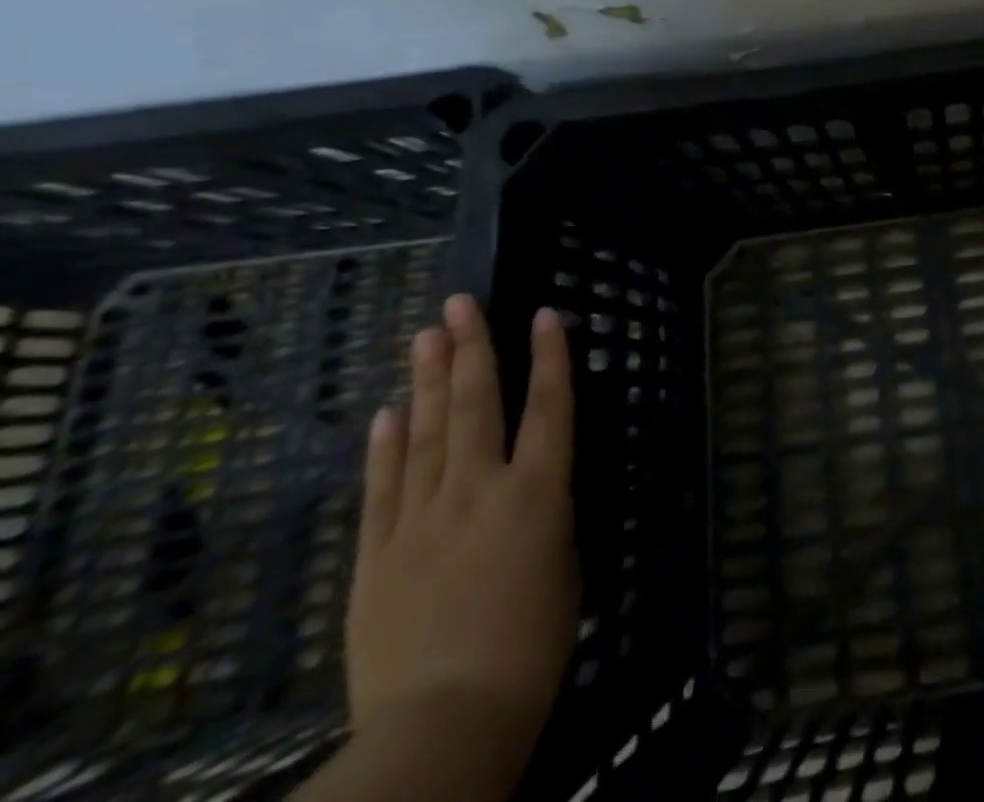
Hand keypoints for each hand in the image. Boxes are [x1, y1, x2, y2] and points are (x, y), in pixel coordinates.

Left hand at [336, 297, 577, 800]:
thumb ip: (545, 514)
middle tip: (461, 302)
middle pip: (476, 404)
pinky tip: (388, 412)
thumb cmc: (532, 646)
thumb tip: (530, 484)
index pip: (549, 407)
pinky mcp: (376, 554)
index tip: (543, 314)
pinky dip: (386, 445)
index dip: (550, 357)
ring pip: (427, 433)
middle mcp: (480, 489)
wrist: (443, 725)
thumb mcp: (563, 566)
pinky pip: (383, 486)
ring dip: (429, 380)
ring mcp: (421, 519)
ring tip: (426, 335)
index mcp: (538, 492)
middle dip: (472, 348)